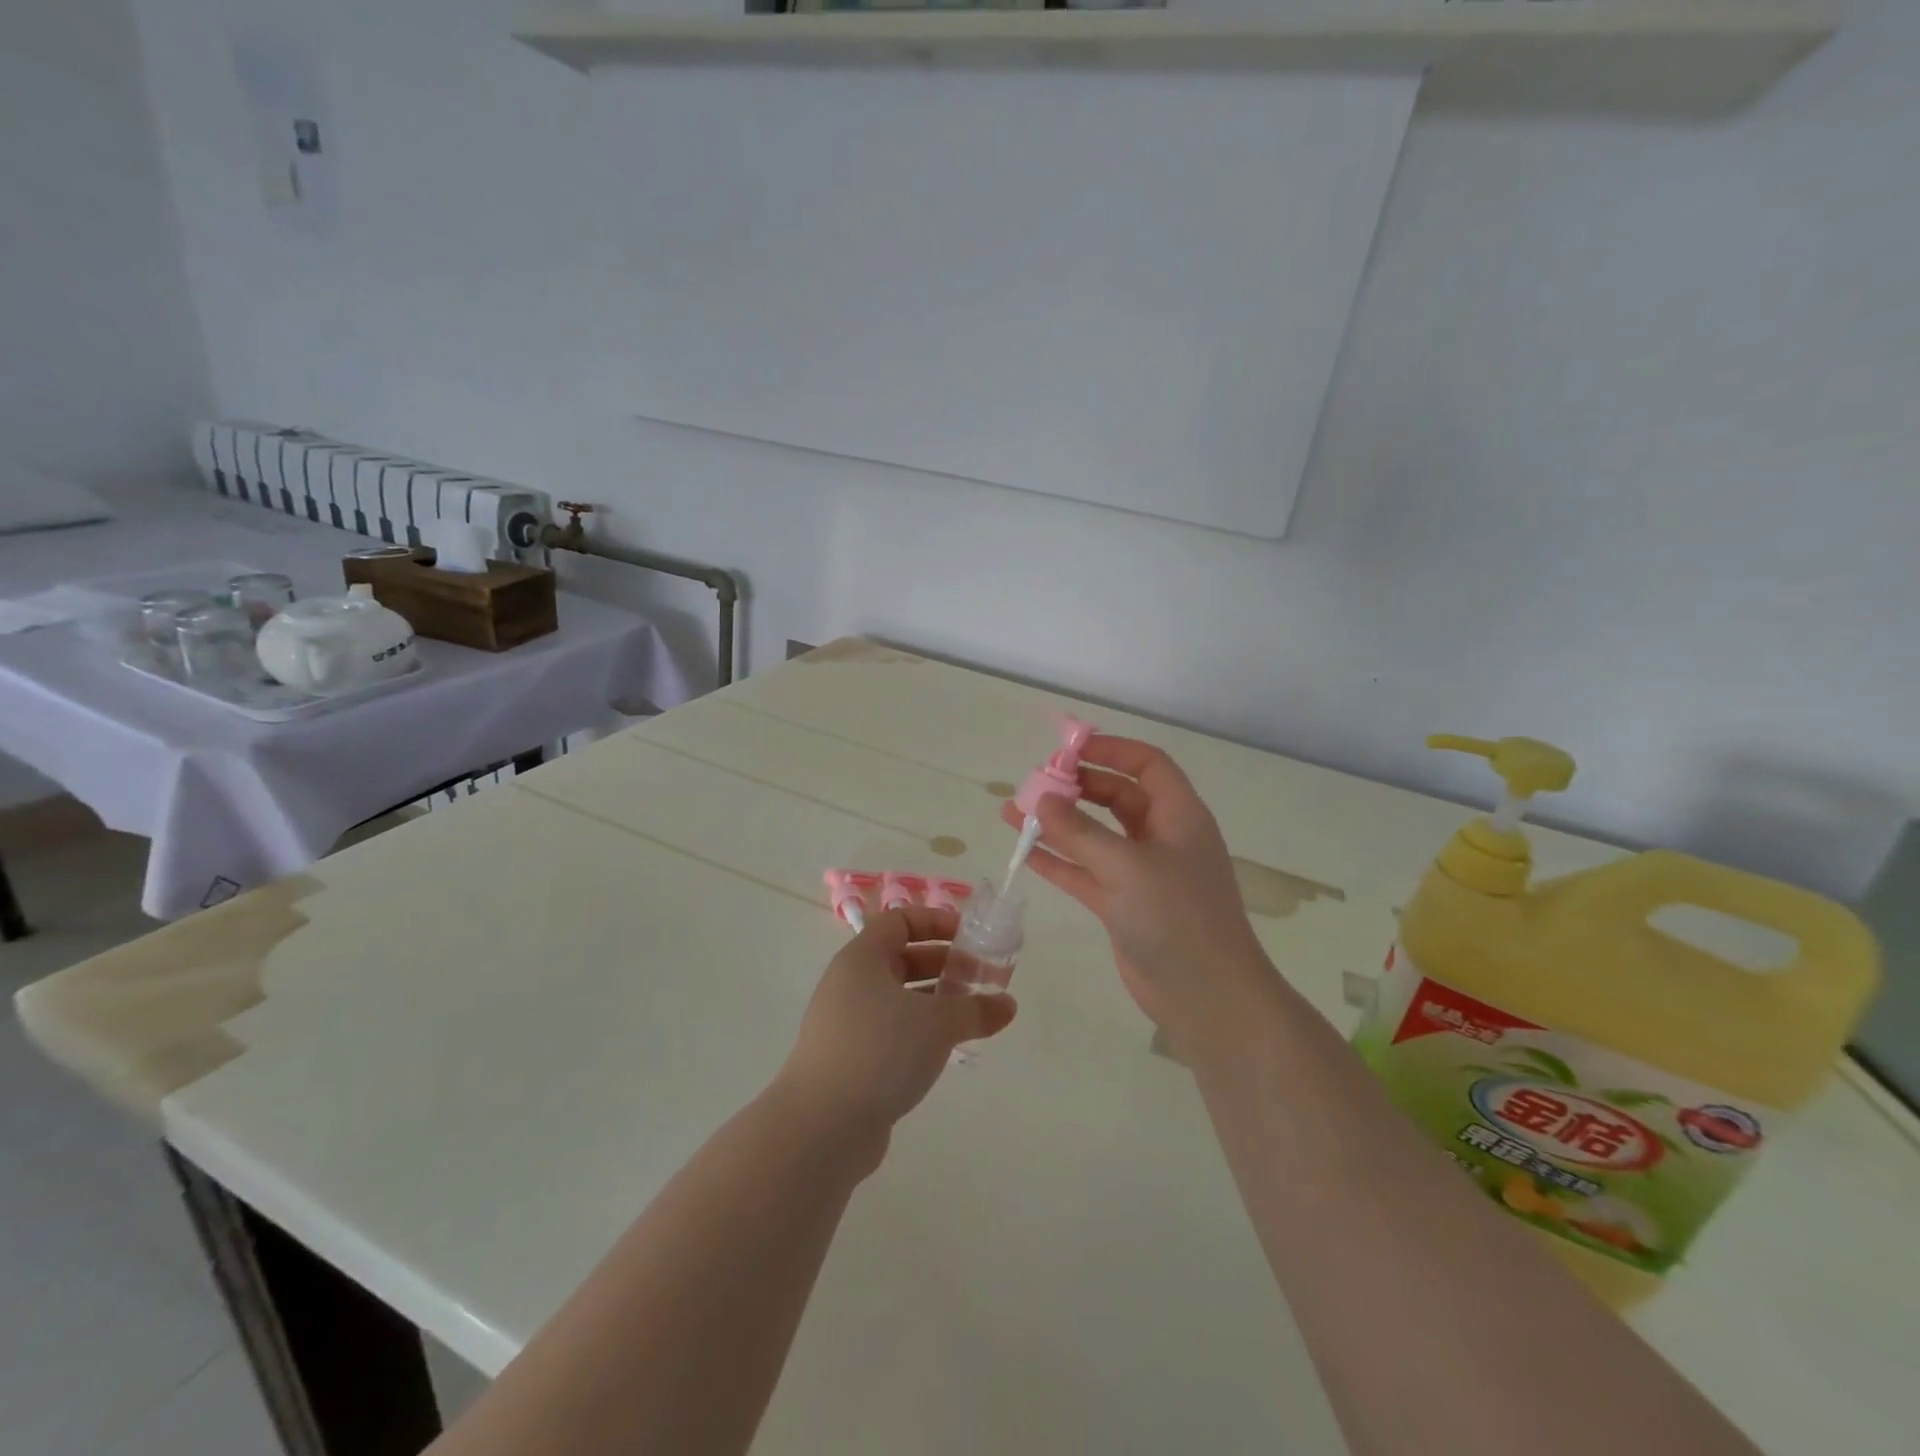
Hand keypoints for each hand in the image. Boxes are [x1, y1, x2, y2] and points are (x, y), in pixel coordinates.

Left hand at [775, 906, 1016, 1162]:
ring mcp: (847, 1023)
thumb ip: (975, 1009)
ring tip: (974, 1016)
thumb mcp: (937, 1024)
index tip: (971, 937)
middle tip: (984, 980)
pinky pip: (892, 1031)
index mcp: (862, 958)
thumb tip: (1007, 1005)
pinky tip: (947, 1050)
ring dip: (937, 1001)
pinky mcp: (850, 1059)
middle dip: (945, 964)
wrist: (821, 1126)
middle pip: (902, 958)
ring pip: (899, 998)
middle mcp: (850, 984)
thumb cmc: (880, 1051)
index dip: (937, 921)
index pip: (900, 921)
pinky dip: (920, 1032)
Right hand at [1000, 736, 1275, 1048]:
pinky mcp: (1123, 905)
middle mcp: (1162, 838)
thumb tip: (1041, 800)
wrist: (1206, 998)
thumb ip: (1080, 832)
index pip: (1147, 765)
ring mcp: (1141, 873)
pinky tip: (1025, 850)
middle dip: (1077, 786)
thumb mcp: (1127, 866)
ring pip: (1095, 835)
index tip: (1067, 748)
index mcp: (1179, 816)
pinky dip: (1058, 860)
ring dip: (1058, 823)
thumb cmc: (1178, 918)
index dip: (1111, 750)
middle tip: (1035, 783)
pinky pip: (1086, 871)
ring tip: (1013, 810)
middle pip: (1117, 796)